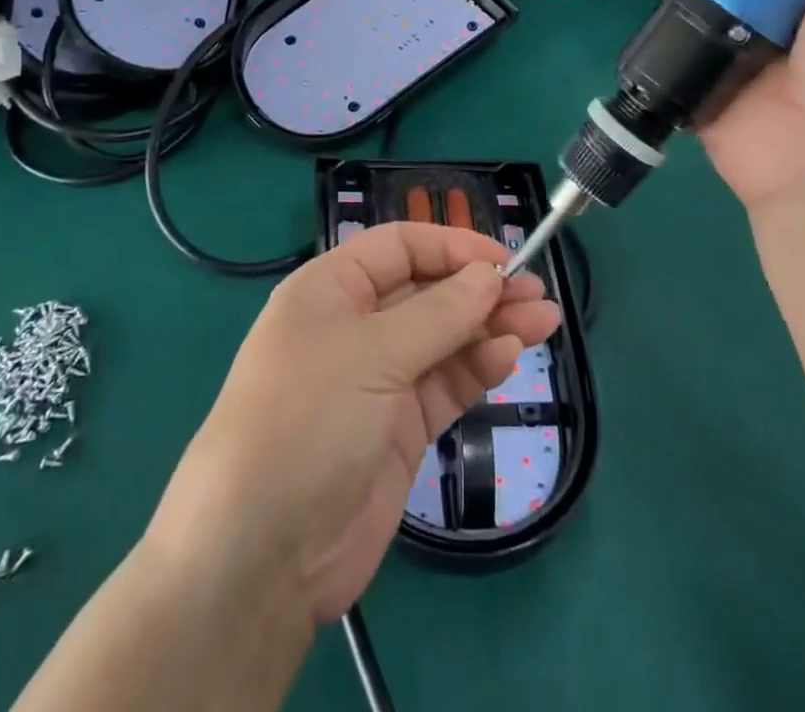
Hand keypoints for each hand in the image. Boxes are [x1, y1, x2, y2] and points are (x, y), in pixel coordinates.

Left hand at [143, 224, 560, 624]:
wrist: (259, 557)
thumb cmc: (306, 421)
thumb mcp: (371, 355)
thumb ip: (438, 314)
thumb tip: (489, 275)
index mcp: (331, 290)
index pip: (399, 247)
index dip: (452, 247)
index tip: (505, 260)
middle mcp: (354, 326)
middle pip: (427, 291)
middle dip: (480, 289)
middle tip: (538, 294)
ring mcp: (378, 379)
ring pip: (444, 337)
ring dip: (490, 327)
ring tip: (545, 321)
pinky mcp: (399, 427)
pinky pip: (445, 383)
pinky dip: (477, 367)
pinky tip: (510, 355)